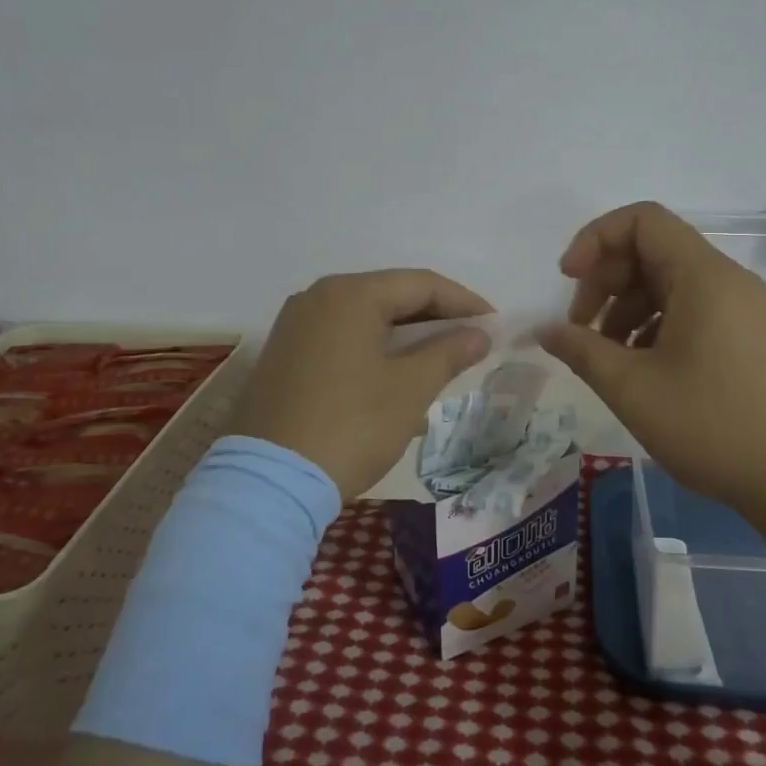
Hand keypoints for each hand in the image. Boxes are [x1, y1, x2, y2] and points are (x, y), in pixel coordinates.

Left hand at [227, 270, 493, 499]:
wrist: (270, 482)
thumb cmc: (351, 426)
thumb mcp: (410, 389)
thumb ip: (449, 353)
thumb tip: (479, 334)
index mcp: (350, 294)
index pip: (420, 284)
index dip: (463, 302)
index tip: (494, 324)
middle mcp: (317, 297)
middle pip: (389, 295)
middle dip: (434, 316)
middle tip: (471, 339)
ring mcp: (295, 325)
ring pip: (364, 316)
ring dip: (405, 333)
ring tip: (439, 356)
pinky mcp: (283, 354)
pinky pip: (340, 336)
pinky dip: (373, 346)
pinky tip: (393, 371)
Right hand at [538, 202, 765, 513]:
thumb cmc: (714, 426)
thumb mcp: (633, 389)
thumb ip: (581, 350)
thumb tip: (545, 330)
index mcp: (703, 276)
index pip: (642, 220)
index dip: (595, 239)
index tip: (568, 281)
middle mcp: (727, 281)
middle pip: (652, 251)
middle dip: (606, 281)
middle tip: (581, 330)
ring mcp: (742, 309)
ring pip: (669, 284)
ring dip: (626, 309)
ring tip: (606, 358)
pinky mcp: (748, 338)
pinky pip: (691, 311)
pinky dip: (655, 327)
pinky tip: (640, 370)